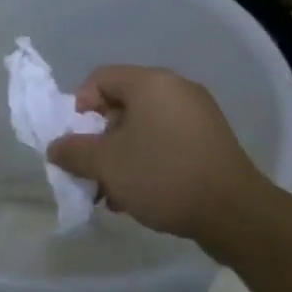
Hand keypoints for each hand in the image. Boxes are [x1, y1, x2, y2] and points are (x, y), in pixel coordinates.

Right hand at [48, 65, 272, 241]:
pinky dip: (147, 160)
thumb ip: (73, 152)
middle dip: (100, 140)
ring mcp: (198, 115)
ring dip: (121, 156)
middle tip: (92, 172)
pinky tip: (140, 195)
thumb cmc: (163, 176)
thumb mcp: (106, 165)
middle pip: (121, 105)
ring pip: (143, 127)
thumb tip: (56, 148)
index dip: (78, 108)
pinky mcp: (211, 141)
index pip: (100, 79)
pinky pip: (166, 141)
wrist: (235, 213)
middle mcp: (176, 89)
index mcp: (151, 83)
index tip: (75, 142)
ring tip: (113, 193)